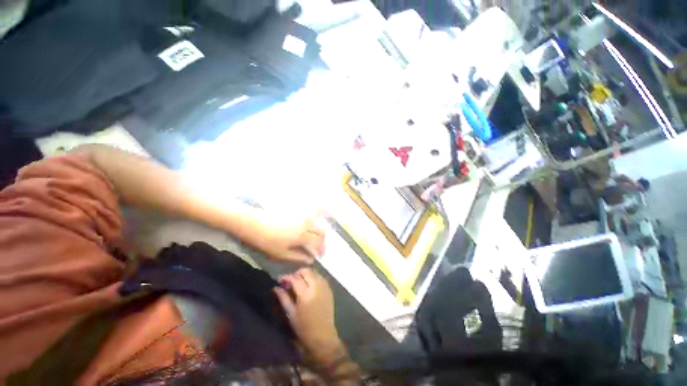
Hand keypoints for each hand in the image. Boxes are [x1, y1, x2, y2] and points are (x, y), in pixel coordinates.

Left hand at [251, 214, 325, 263]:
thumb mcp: (282, 254)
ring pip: (318, 223)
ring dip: (320, 231)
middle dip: (323, 240)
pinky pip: (311, 217)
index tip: (321, 256)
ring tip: (315, 239)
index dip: (321, 250)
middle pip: (321, 231)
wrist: (255, 224)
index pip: (318, 243)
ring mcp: (302, 217)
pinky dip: (315, 223)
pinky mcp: (298, 213)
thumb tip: (311, 260)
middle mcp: (306, 224)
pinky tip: (310, 228)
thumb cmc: (268, 241)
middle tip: (319, 248)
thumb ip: (299, 257)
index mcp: (303, 236)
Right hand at [273, 268, 342, 361]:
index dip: (287, 277)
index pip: (295, 278)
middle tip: (291, 280)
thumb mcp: (291, 314)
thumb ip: (284, 298)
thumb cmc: (303, 327)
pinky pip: (321, 277)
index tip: (281, 279)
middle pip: (306, 271)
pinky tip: (309, 285)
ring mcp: (324, 287)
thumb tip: (275, 287)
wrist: (323, 336)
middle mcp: (316, 287)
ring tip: (300, 282)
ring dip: (306, 274)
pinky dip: (314, 277)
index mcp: (305, 294)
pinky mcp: (329, 289)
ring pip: (314, 272)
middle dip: (297, 273)